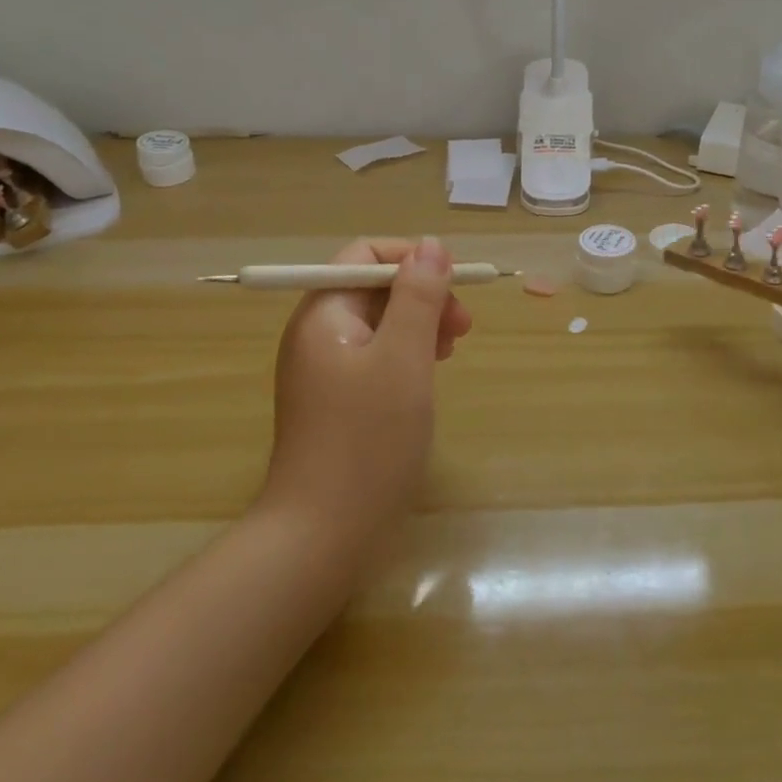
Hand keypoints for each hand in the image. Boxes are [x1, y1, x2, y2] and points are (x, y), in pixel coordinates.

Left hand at [263, 236, 471, 543]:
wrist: (322, 536)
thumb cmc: (367, 440)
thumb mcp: (404, 358)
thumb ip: (419, 296)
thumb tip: (431, 245)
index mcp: (323, 313)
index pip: (366, 255)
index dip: (414, 259)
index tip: (456, 284)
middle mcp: (317, 333)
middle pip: (375, 288)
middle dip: (423, 295)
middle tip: (464, 327)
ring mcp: (324, 370)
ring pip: (380, 323)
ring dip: (420, 325)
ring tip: (453, 349)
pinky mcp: (336, 401)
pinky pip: (376, 357)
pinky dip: (407, 355)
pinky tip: (429, 375)